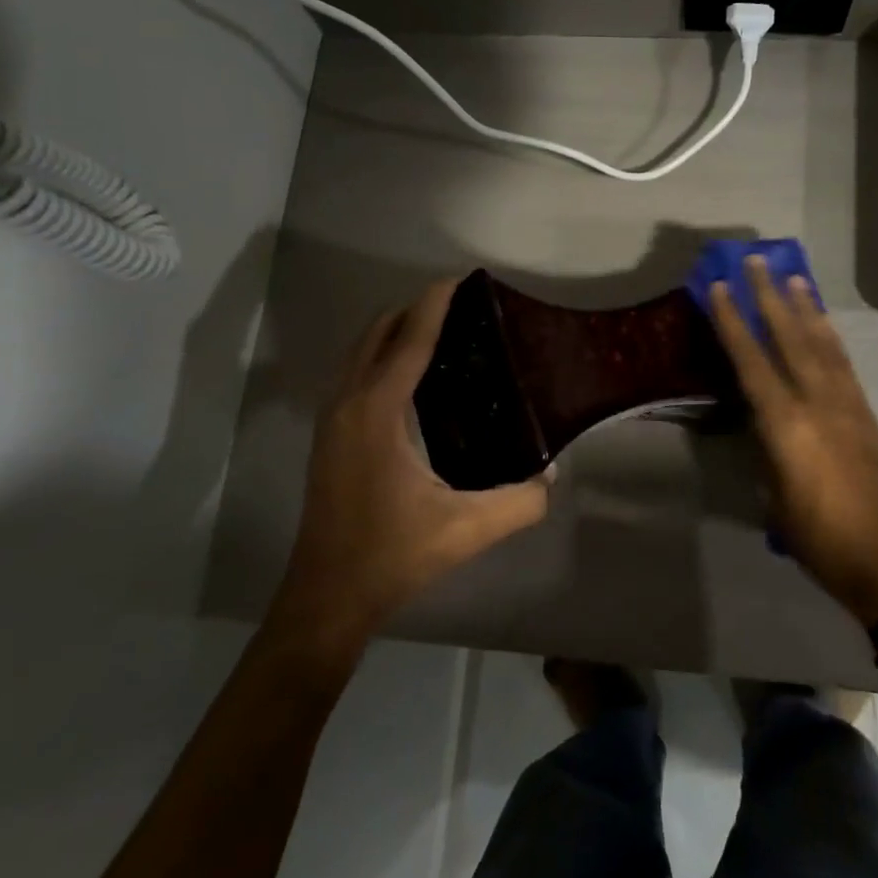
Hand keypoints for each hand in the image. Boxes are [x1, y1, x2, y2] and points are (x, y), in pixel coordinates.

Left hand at [271, 279, 552, 656]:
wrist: (326, 597)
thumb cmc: (391, 555)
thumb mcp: (466, 529)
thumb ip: (520, 501)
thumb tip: (552, 476)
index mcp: (377, 411)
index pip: (409, 339)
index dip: (435, 304)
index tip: (461, 279)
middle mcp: (348, 403)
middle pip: (378, 333)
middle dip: (414, 311)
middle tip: (460, 309)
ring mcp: (331, 420)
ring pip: (360, 353)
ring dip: (394, 333)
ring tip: (440, 335)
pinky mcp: (327, 438)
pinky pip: (355, 375)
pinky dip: (381, 358)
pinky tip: (412, 381)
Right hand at [708, 257, 877, 626]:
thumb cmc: (821, 540)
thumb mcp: (776, 499)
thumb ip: (768, 452)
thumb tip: (764, 425)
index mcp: (787, 426)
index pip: (751, 362)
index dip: (732, 322)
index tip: (718, 288)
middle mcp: (818, 404)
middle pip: (790, 338)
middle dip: (769, 296)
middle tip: (757, 261)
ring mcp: (849, 406)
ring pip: (822, 344)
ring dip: (805, 308)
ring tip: (794, 277)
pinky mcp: (868, 415)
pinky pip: (844, 364)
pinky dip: (830, 337)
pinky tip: (823, 325)